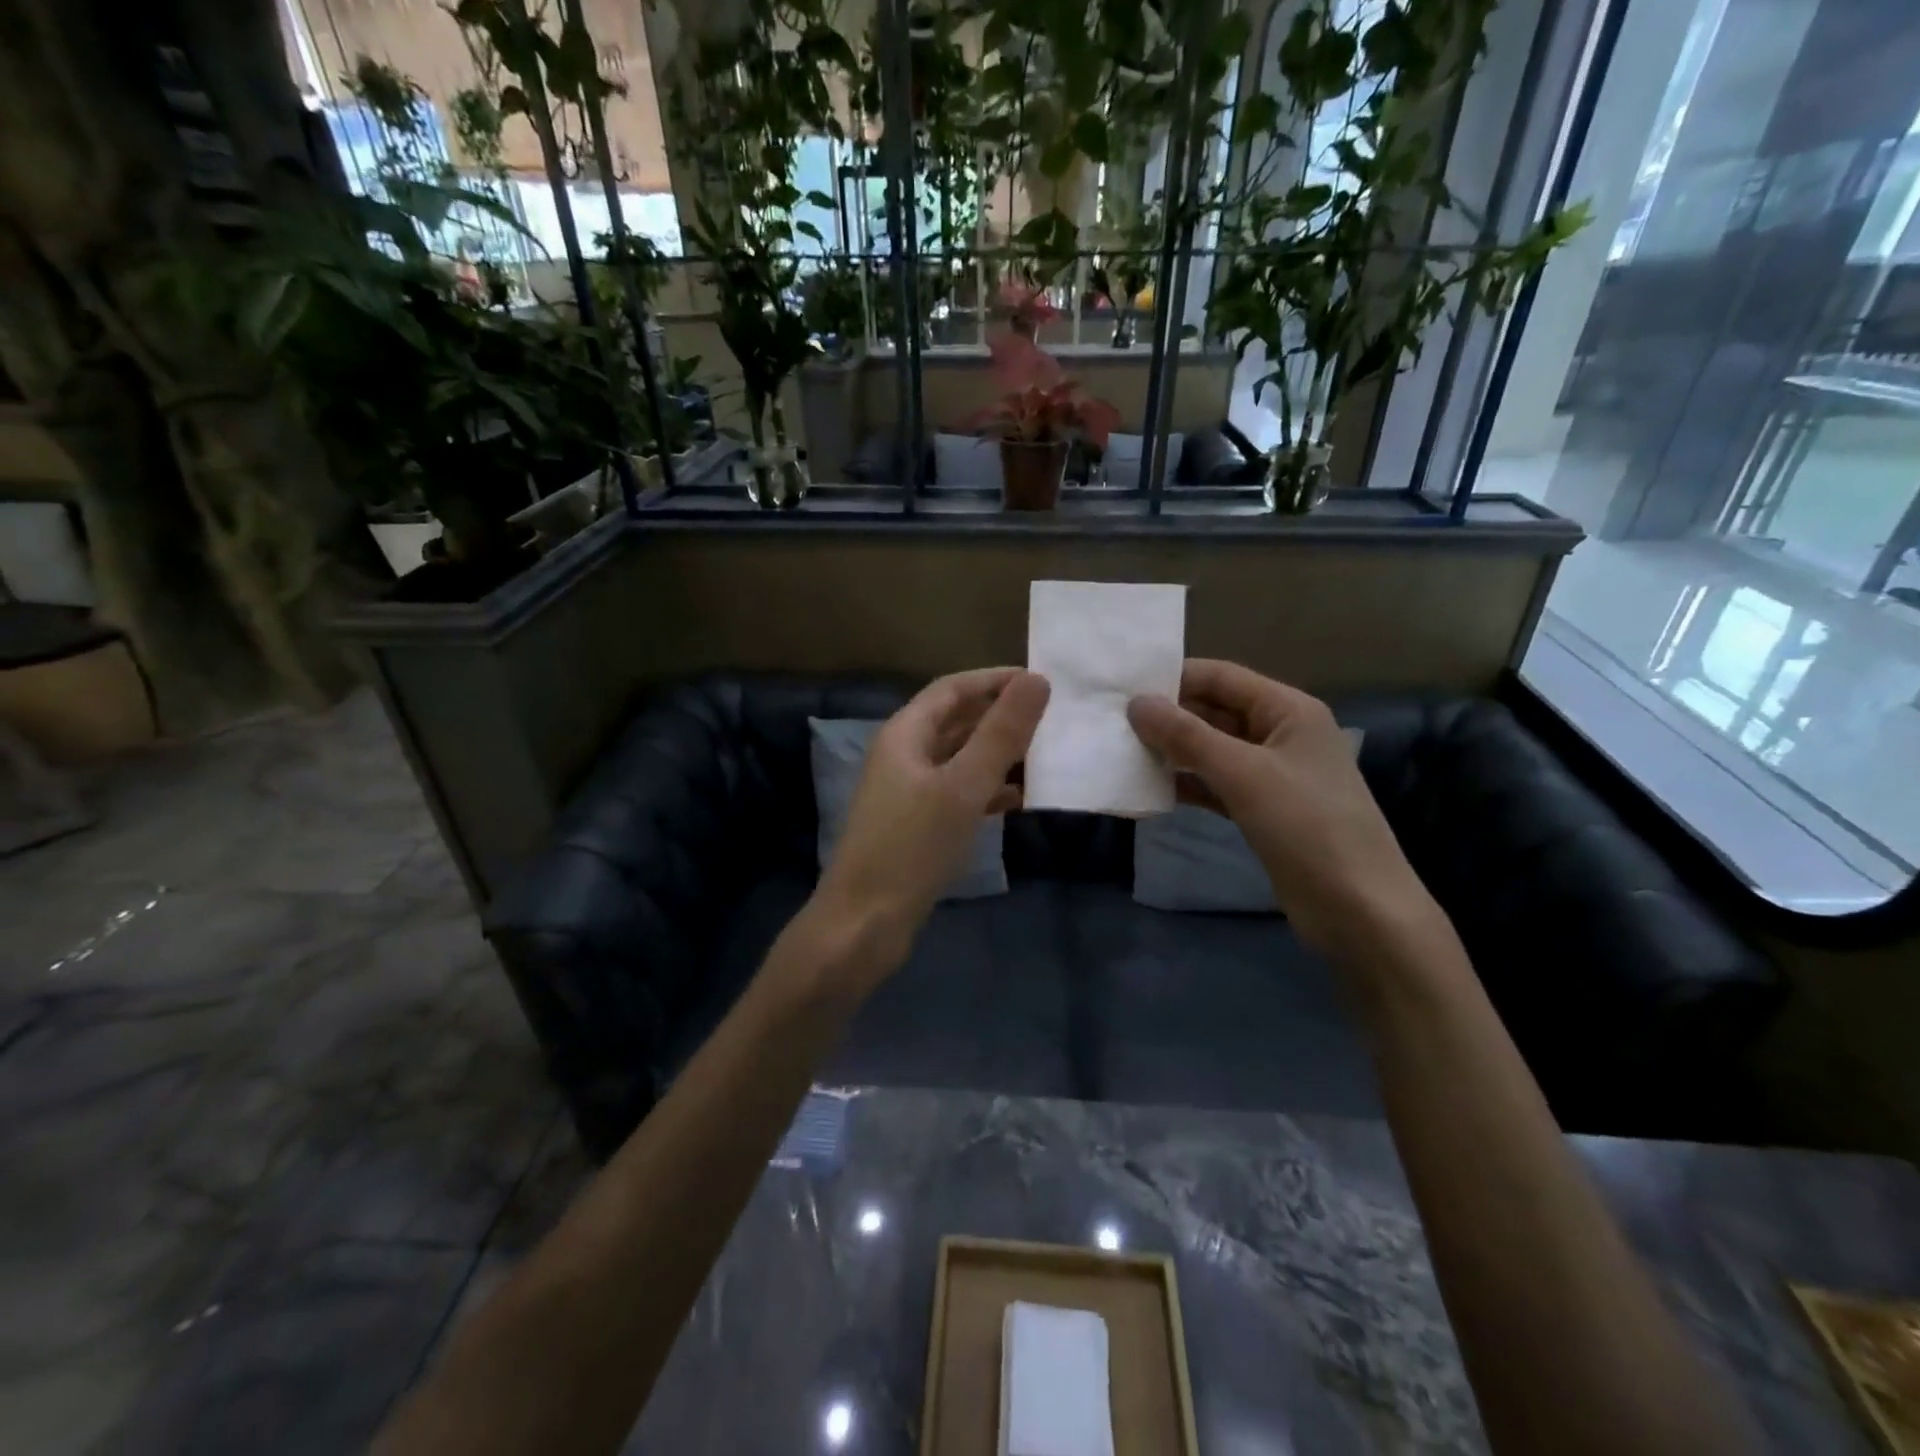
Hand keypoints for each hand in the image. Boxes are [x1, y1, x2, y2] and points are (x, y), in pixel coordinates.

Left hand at [809, 668, 1049, 988]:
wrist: (864, 922)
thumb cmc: (912, 847)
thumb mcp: (963, 786)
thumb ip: (1001, 733)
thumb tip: (1036, 680)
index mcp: (905, 734)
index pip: (953, 688)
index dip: (994, 680)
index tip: (1040, 681)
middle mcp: (903, 754)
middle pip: (956, 721)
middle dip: (999, 716)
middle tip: (1049, 718)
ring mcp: (907, 791)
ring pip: (959, 758)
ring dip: (997, 753)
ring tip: (1042, 755)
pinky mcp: (915, 824)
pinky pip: (957, 792)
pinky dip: (986, 790)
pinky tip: (1016, 799)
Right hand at [1128, 660, 1437, 959]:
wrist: (1357, 908)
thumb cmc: (1306, 826)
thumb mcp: (1244, 773)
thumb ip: (1187, 736)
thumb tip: (1136, 704)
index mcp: (1288, 710)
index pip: (1222, 677)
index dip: (1175, 679)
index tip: (1123, 689)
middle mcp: (1280, 734)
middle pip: (1215, 711)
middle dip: (1169, 717)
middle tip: (1114, 723)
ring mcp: (1272, 774)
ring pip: (1212, 750)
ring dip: (1173, 751)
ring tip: (1123, 752)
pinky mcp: (1262, 809)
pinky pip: (1216, 784)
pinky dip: (1188, 783)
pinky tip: (1151, 788)